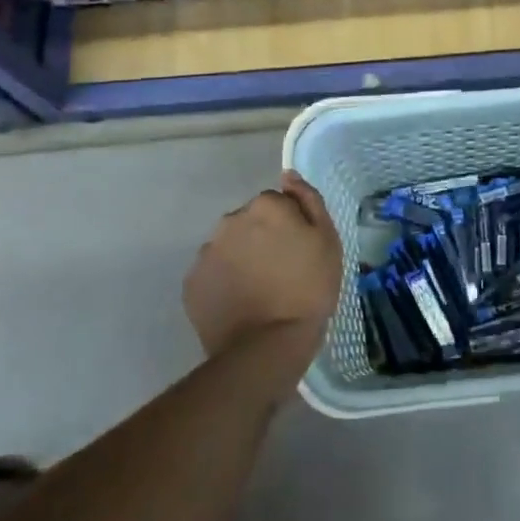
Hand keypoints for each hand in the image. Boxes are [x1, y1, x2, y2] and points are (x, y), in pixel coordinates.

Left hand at [184, 171, 342, 363]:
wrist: (269, 345)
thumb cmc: (309, 288)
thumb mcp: (327, 240)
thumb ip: (308, 200)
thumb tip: (288, 175)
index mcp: (265, 206)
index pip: (277, 203)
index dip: (290, 225)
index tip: (300, 251)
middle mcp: (230, 220)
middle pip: (249, 222)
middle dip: (262, 239)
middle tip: (282, 272)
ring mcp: (207, 252)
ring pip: (229, 247)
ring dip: (242, 259)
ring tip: (260, 291)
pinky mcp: (192, 283)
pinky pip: (213, 274)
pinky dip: (224, 283)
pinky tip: (241, 304)